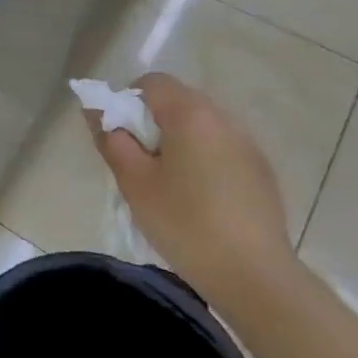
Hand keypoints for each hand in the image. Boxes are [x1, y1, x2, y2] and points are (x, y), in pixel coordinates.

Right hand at [84, 73, 292, 303]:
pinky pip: (221, 148)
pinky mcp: (261, 171)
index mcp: (191, 115)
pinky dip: (202, 159)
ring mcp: (248, 145)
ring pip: (201, 126)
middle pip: (178, 101)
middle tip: (138, 162)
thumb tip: (96, 112)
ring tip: (167, 183)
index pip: (152, 82)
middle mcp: (224, 119)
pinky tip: (198, 199)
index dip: (127, 101)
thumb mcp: (135, 182)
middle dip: (152, 122)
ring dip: (178, 141)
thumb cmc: (184, 223)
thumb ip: (112, 140)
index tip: (120, 136)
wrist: (253, 275)